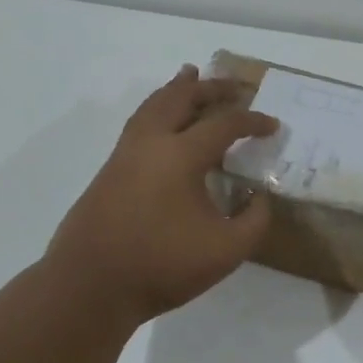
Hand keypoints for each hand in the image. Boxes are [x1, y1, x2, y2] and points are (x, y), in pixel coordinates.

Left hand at [44, 66, 277, 327]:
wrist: (89, 286)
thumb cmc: (161, 266)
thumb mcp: (226, 251)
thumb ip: (253, 220)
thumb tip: (258, 197)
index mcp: (181, 155)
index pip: (224, 125)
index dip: (253, 122)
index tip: (273, 126)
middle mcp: (151, 142)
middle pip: (182, 98)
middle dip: (211, 88)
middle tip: (234, 85)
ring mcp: (125, 154)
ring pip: (153, 105)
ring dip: (176, 89)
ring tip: (189, 76)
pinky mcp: (109, 170)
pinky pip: (139, 122)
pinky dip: (156, 107)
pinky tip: (161, 120)